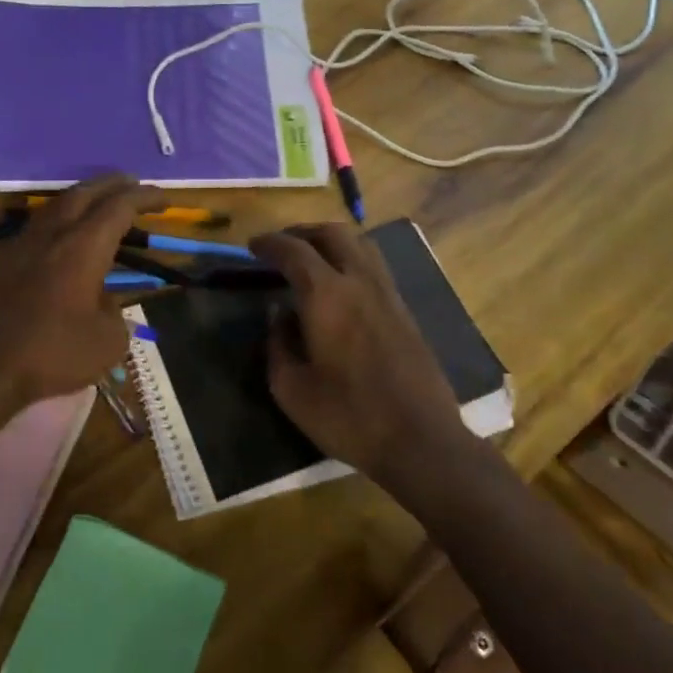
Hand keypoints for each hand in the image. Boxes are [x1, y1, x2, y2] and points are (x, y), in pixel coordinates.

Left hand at [0, 175, 165, 409]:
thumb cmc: (54, 353)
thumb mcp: (108, 341)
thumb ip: (115, 312)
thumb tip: (103, 301)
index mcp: (84, 247)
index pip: (119, 207)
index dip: (144, 197)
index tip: (164, 198)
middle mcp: (53, 234)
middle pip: (85, 193)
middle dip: (113, 184)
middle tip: (134, 184)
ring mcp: (23, 244)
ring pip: (56, 205)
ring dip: (83, 197)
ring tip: (101, 202)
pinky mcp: (3, 260)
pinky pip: (38, 225)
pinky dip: (60, 218)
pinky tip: (64, 233)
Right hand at [249, 223, 471, 483]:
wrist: (420, 440)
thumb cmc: (348, 416)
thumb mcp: (291, 389)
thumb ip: (277, 344)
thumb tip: (279, 316)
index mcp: (327, 295)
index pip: (294, 250)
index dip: (270, 243)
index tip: (252, 246)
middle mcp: (360, 282)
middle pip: (333, 234)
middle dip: (302, 232)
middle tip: (281, 246)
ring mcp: (388, 294)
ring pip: (360, 245)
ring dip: (331, 242)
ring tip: (310, 259)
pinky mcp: (405, 312)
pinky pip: (374, 267)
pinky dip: (351, 260)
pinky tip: (340, 286)